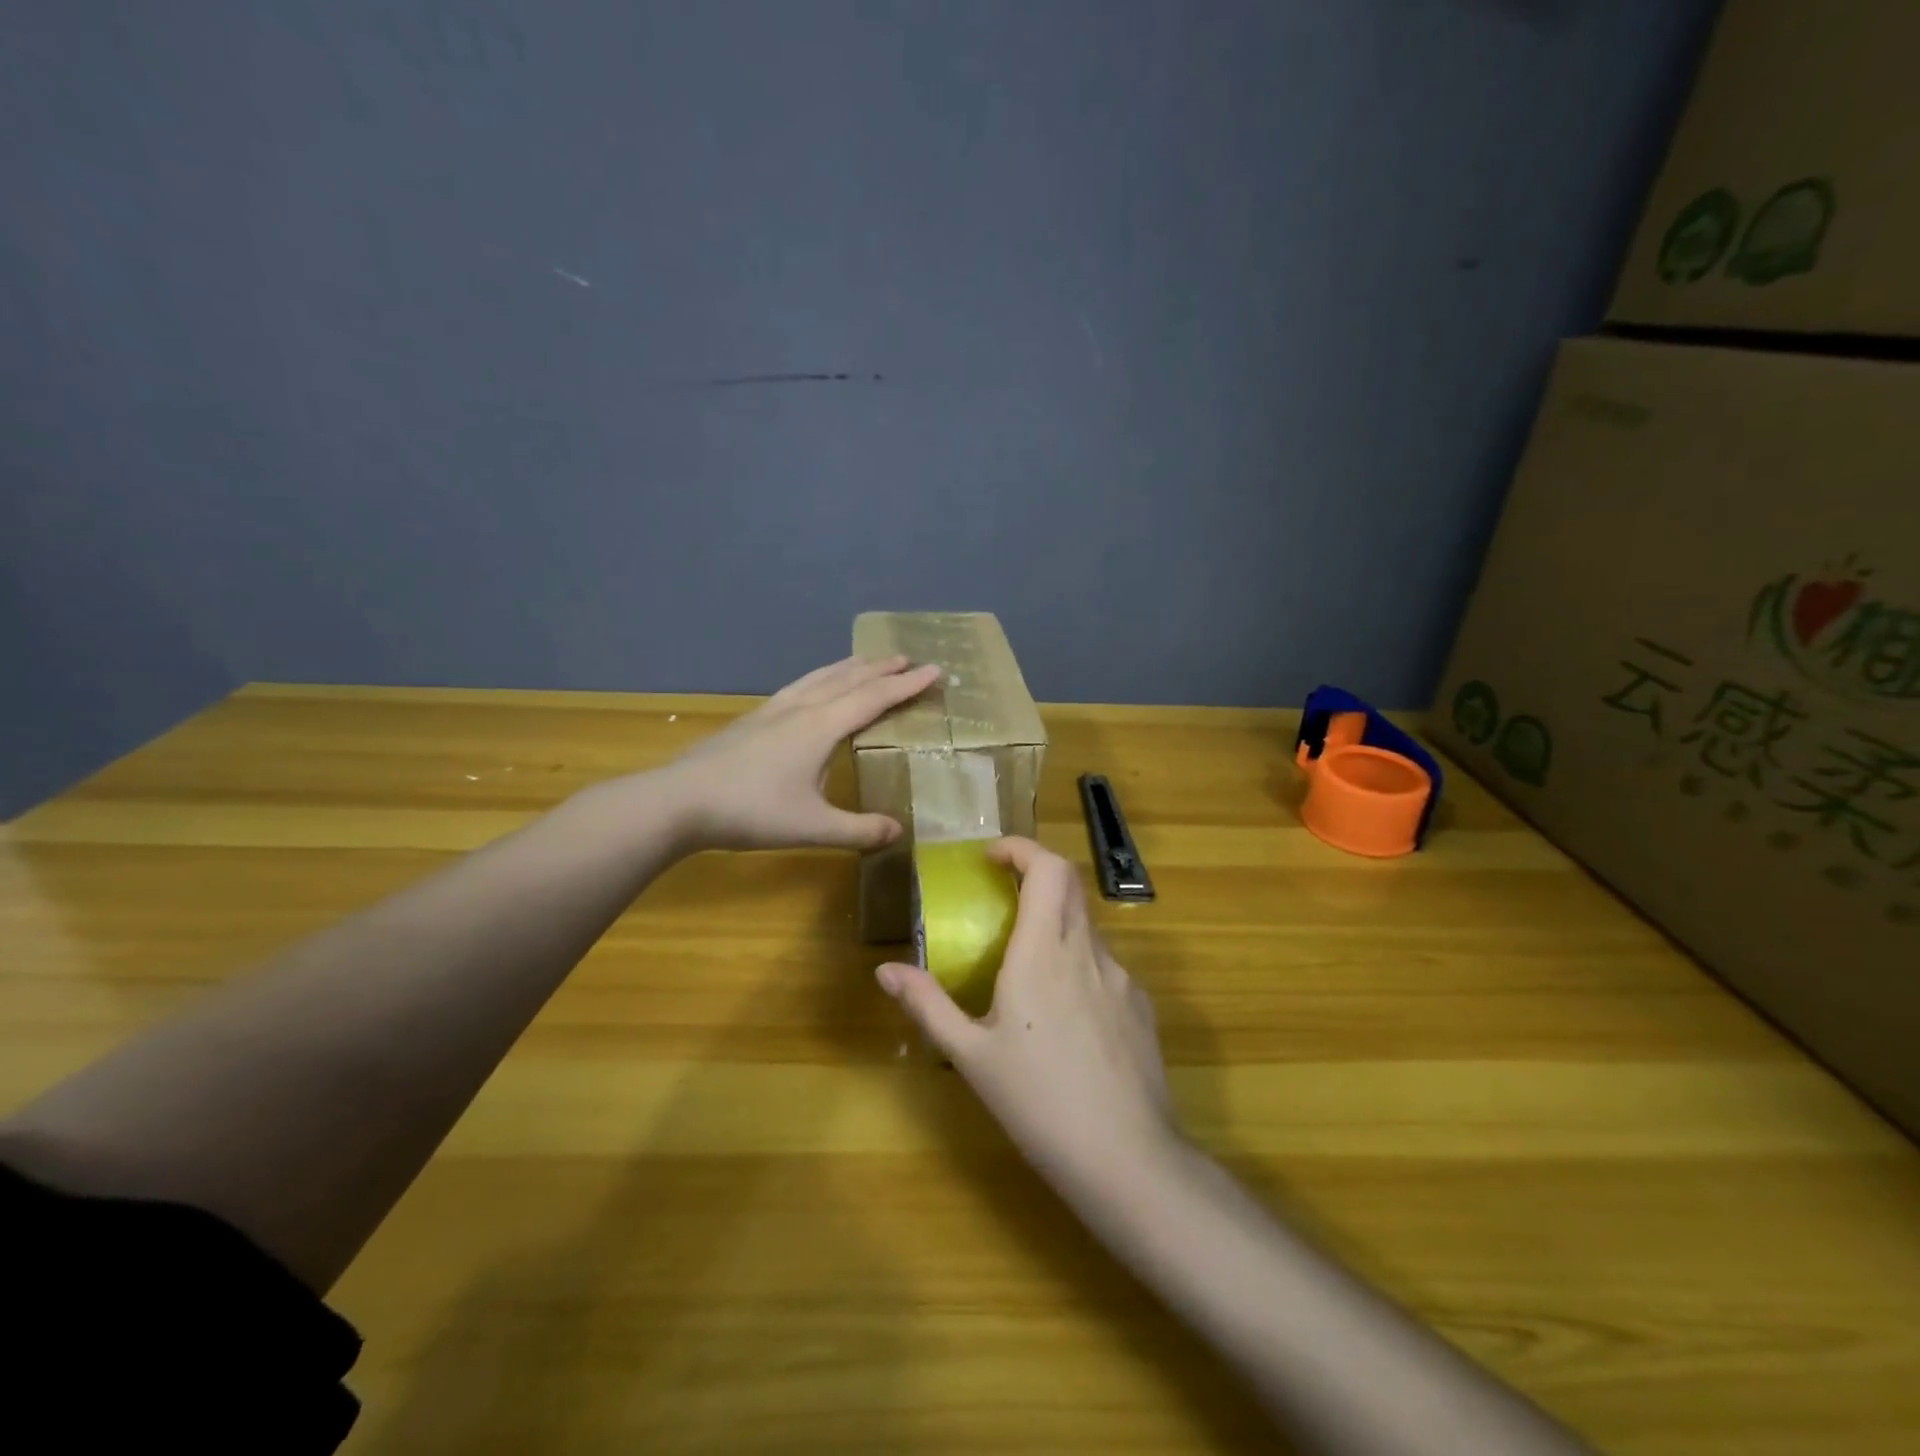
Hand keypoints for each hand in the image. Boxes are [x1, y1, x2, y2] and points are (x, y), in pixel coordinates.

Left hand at [663, 654, 941, 851]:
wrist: (680, 801)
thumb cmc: (751, 812)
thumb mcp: (811, 827)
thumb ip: (858, 830)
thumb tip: (898, 831)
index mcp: (820, 727)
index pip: (874, 698)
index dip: (906, 685)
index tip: (934, 670)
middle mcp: (800, 709)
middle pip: (848, 679)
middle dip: (881, 669)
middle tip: (907, 659)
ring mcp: (773, 710)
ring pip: (820, 677)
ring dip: (849, 667)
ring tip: (867, 660)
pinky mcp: (753, 719)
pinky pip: (799, 686)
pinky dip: (820, 678)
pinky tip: (813, 688)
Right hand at [876, 837, 1179, 1197]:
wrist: (1126, 1159)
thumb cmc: (1038, 1103)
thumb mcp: (971, 1056)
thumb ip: (928, 1005)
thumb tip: (885, 970)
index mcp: (1042, 951)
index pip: (1046, 868)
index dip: (1021, 849)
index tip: (993, 857)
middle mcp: (1086, 950)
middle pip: (1069, 884)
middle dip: (1035, 875)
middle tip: (1002, 897)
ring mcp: (1121, 977)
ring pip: (1087, 926)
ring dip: (1056, 924)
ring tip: (1027, 968)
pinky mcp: (1141, 1005)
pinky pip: (1105, 966)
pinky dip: (1078, 964)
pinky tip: (1065, 1017)